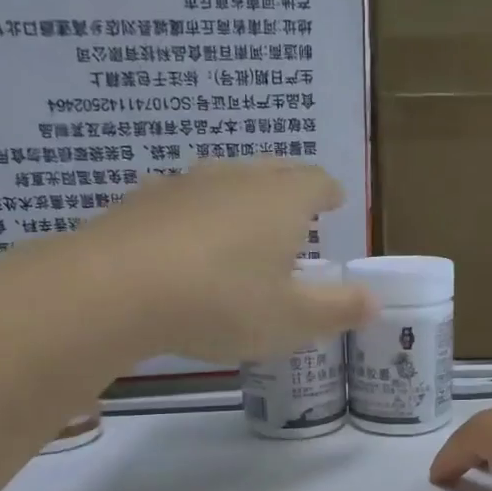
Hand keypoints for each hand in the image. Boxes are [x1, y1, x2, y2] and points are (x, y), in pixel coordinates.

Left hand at [78, 160, 372, 360]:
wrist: (117, 290)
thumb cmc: (222, 303)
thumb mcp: (291, 320)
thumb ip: (337, 310)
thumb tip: (374, 301)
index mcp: (281, 199)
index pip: (316, 181)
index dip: (329, 192)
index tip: (335, 201)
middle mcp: (235, 178)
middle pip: (271, 170)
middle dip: (288, 187)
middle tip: (295, 209)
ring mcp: (184, 184)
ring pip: (223, 181)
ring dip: (238, 199)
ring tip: (241, 227)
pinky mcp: (141, 201)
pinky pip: (180, 201)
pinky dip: (193, 216)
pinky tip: (184, 242)